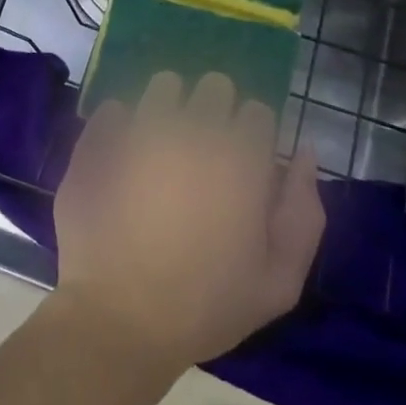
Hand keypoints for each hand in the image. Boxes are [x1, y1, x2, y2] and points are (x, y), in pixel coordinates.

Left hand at [52, 71, 324, 373]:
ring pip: (164, 85)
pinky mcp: (100, 139)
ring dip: (169, 105)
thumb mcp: (279, 281)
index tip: (243, 163)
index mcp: (240, 159)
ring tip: (163, 144)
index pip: (257, 111)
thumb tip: (305, 154)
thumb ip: (303, 212)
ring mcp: (141, 129)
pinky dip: (121, 123)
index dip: (253, 136)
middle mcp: (193, 130)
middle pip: (214, 86)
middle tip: (205, 151)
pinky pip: (114, 108)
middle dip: (215, 110)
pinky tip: (122, 153)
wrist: (119, 319)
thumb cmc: (206, 307)